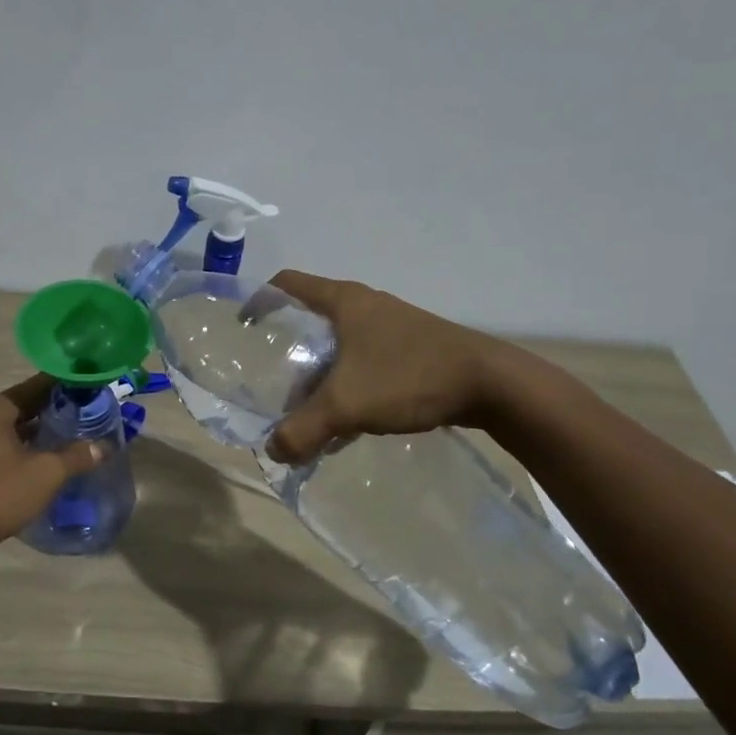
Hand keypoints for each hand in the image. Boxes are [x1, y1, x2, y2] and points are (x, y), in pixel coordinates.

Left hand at [0, 375, 106, 561]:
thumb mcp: (45, 474)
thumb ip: (76, 456)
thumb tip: (104, 446)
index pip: (37, 386)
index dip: (66, 386)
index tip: (90, 387)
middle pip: (24, 406)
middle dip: (54, 410)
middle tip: (87, 413)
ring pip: (12, 428)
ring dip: (38, 432)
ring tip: (71, 436)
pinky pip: (0, 446)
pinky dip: (22, 447)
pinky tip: (43, 460)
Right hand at [263, 270, 511, 464]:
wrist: (492, 384)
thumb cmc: (409, 377)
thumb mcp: (347, 404)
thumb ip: (303, 429)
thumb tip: (272, 450)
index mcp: (344, 301)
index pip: (287, 283)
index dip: (260, 299)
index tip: (243, 325)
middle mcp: (365, 305)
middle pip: (311, 319)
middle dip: (289, 352)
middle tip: (274, 384)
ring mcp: (391, 326)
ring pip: (339, 346)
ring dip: (320, 375)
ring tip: (308, 411)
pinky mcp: (411, 348)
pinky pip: (364, 362)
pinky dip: (347, 385)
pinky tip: (347, 422)